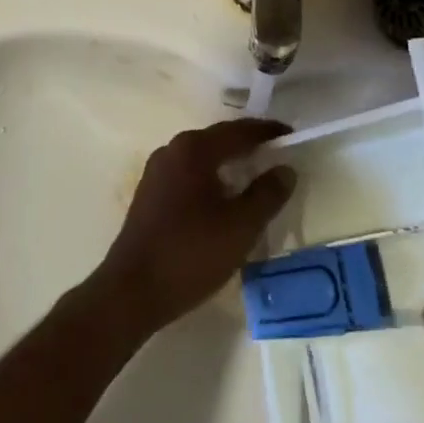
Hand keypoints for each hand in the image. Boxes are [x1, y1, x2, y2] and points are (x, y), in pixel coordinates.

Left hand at [96, 118, 295, 332]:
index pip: (239, 130)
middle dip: (248, 146)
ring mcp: (157, 171)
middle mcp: (173, 149)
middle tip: (277, 155)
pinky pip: (189, 174)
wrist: (131, 292)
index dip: (268, 132)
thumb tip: (285, 169)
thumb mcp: (241, 226)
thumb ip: (268, 194)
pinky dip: (211, 178)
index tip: (291, 135)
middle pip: (219, 139)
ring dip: (229, 163)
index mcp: (194, 148)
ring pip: (203, 157)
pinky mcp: (149, 193)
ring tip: (255, 177)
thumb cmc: (190, 253)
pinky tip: (223, 199)